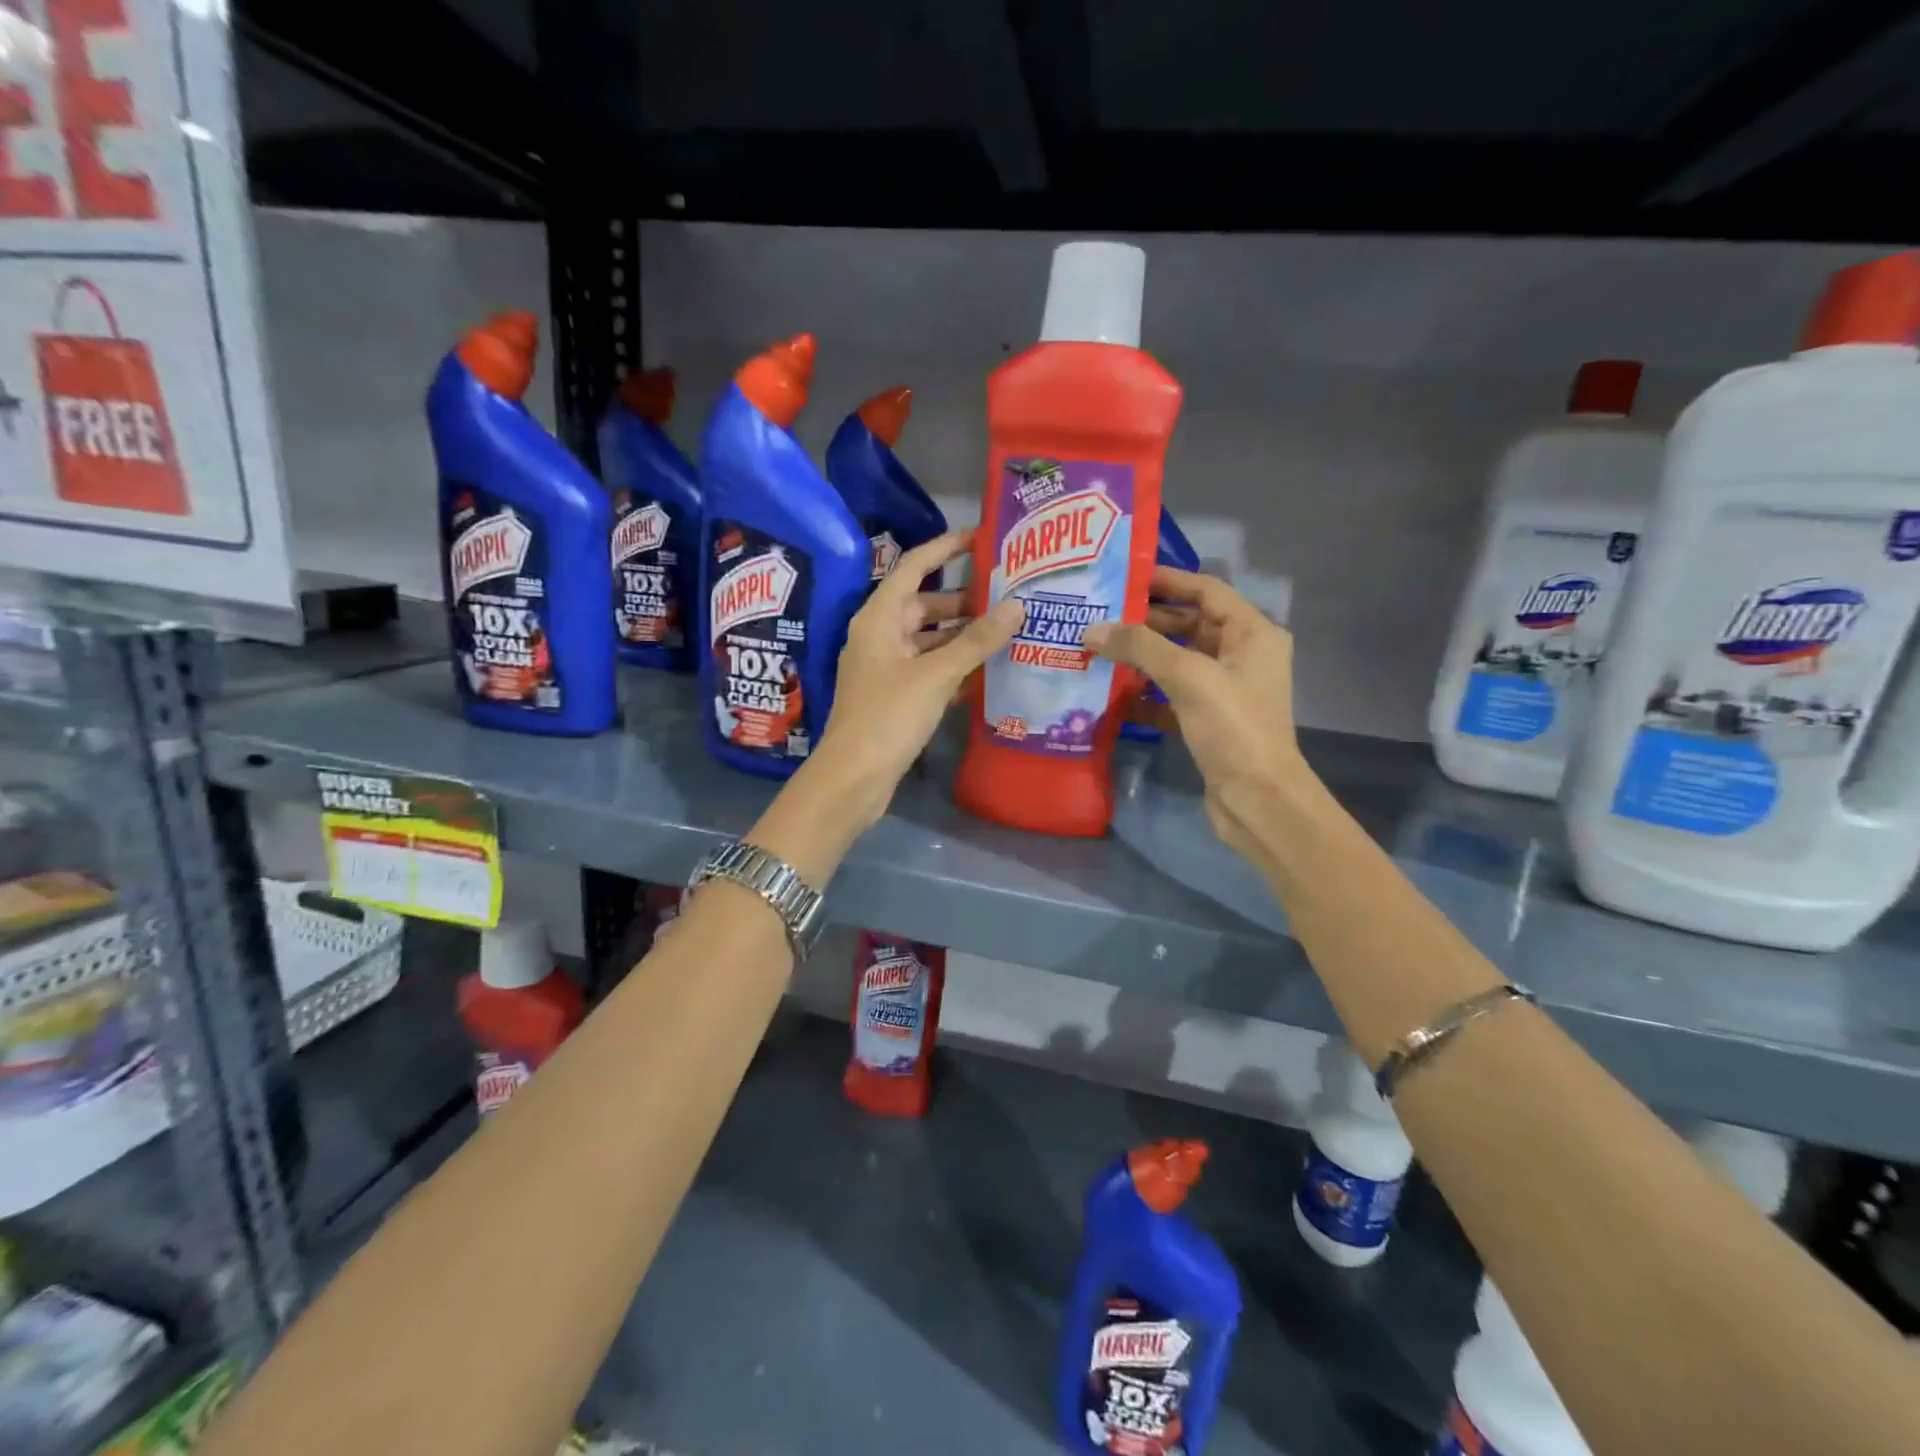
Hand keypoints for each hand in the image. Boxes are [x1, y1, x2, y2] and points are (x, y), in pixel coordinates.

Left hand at [817, 529, 1024, 824]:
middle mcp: (880, 636)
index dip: (945, 549)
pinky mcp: (896, 696)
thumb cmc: (888, 716)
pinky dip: (955, 666)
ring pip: (930, 640)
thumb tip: (1016, 606)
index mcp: (879, 618)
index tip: (980, 538)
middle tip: (1009, 595)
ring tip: (1008, 630)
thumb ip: (976, 640)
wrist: (853, 778)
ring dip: (963, 636)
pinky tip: (988, 670)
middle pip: (925, 605)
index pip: (913, 567)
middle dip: (964, 600)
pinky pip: (929, 669)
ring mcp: (887, 668)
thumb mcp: (936, 674)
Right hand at [1084, 567, 1310, 860]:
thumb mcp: (1189, 677)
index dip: (1168, 580)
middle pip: (1189, 625)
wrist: (1258, 801)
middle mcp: (1241, 657)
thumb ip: (1140, 647)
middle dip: (1146, 620)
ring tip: (1097, 648)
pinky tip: (1111, 694)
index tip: (1124, 575)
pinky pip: (1170, 697)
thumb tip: (1092, 629)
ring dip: (1141, 657)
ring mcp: (1224, 691)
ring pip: (1176, 662)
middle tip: (1100, 613)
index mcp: (1253, 634)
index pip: (1207, 591)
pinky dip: (1144, 695)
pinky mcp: (1207, 721)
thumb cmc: (1234, 728)